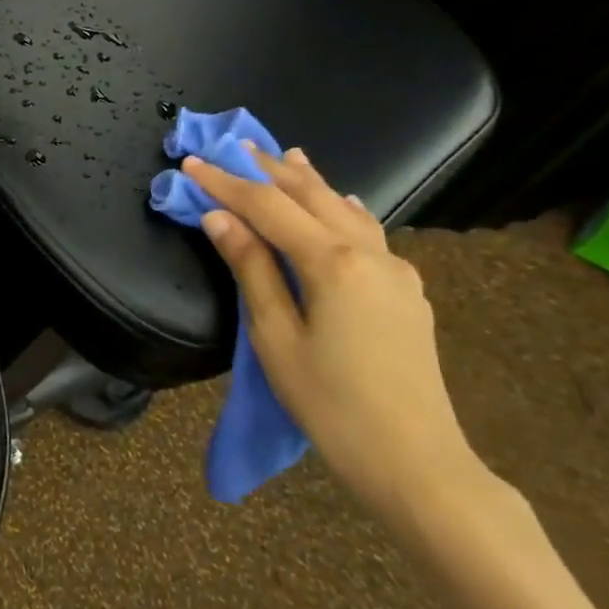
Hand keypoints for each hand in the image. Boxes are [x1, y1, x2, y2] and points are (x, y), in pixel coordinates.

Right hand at [184, 146, 483, 521]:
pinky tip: (340, 202)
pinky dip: (342, 207)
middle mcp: (369, 253)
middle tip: (231, 146)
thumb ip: (250, 268)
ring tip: (284, 156)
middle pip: (310, 195)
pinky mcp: (407, 291)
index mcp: (333, 263)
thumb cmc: (331, 404)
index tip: (190, 163)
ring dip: (308, 181)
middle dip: (267, 169)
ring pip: (345, 207)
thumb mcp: (275, 337)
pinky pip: (368, 231)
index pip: (267, 207)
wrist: (417, 463)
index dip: (225, 183)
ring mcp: (395, 270)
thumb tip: (218, 216)